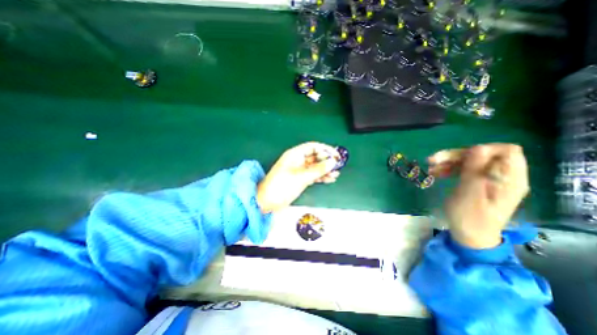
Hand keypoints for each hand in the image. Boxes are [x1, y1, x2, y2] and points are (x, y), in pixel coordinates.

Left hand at [256, 143, 339, 212]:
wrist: (267, 201)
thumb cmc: (282, 186)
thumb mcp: (301, 177)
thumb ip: (318, 169)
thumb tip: (333, 161)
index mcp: (295, 154)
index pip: (313, 147)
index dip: (325, 149)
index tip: (336, 155)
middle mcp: (297, 160)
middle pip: (315, 156)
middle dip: (327, 160)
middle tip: (338, 165)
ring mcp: (299, 170)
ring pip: (315, 166)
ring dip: (325, 169)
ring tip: (336, 174)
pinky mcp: (300, 179)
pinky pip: (312, 175)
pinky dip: (321, 177)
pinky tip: (330, 179)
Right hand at [427, 143, 528, 248]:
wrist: (468, 236)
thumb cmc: (469, 217)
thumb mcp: (469, 194)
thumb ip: (475, 170)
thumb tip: (478, 147)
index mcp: (509, 179)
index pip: (506, 151)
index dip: (483, 149)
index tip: (459, 156)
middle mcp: (502, 176)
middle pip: (482, 154)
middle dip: (456, 155)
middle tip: (433, 160)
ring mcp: (489, 179)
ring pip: (470, 160)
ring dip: (449, 161)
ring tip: (430, 167)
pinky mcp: (477, 182)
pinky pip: (464, 169)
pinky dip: (449, 168)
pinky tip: (435, 172)